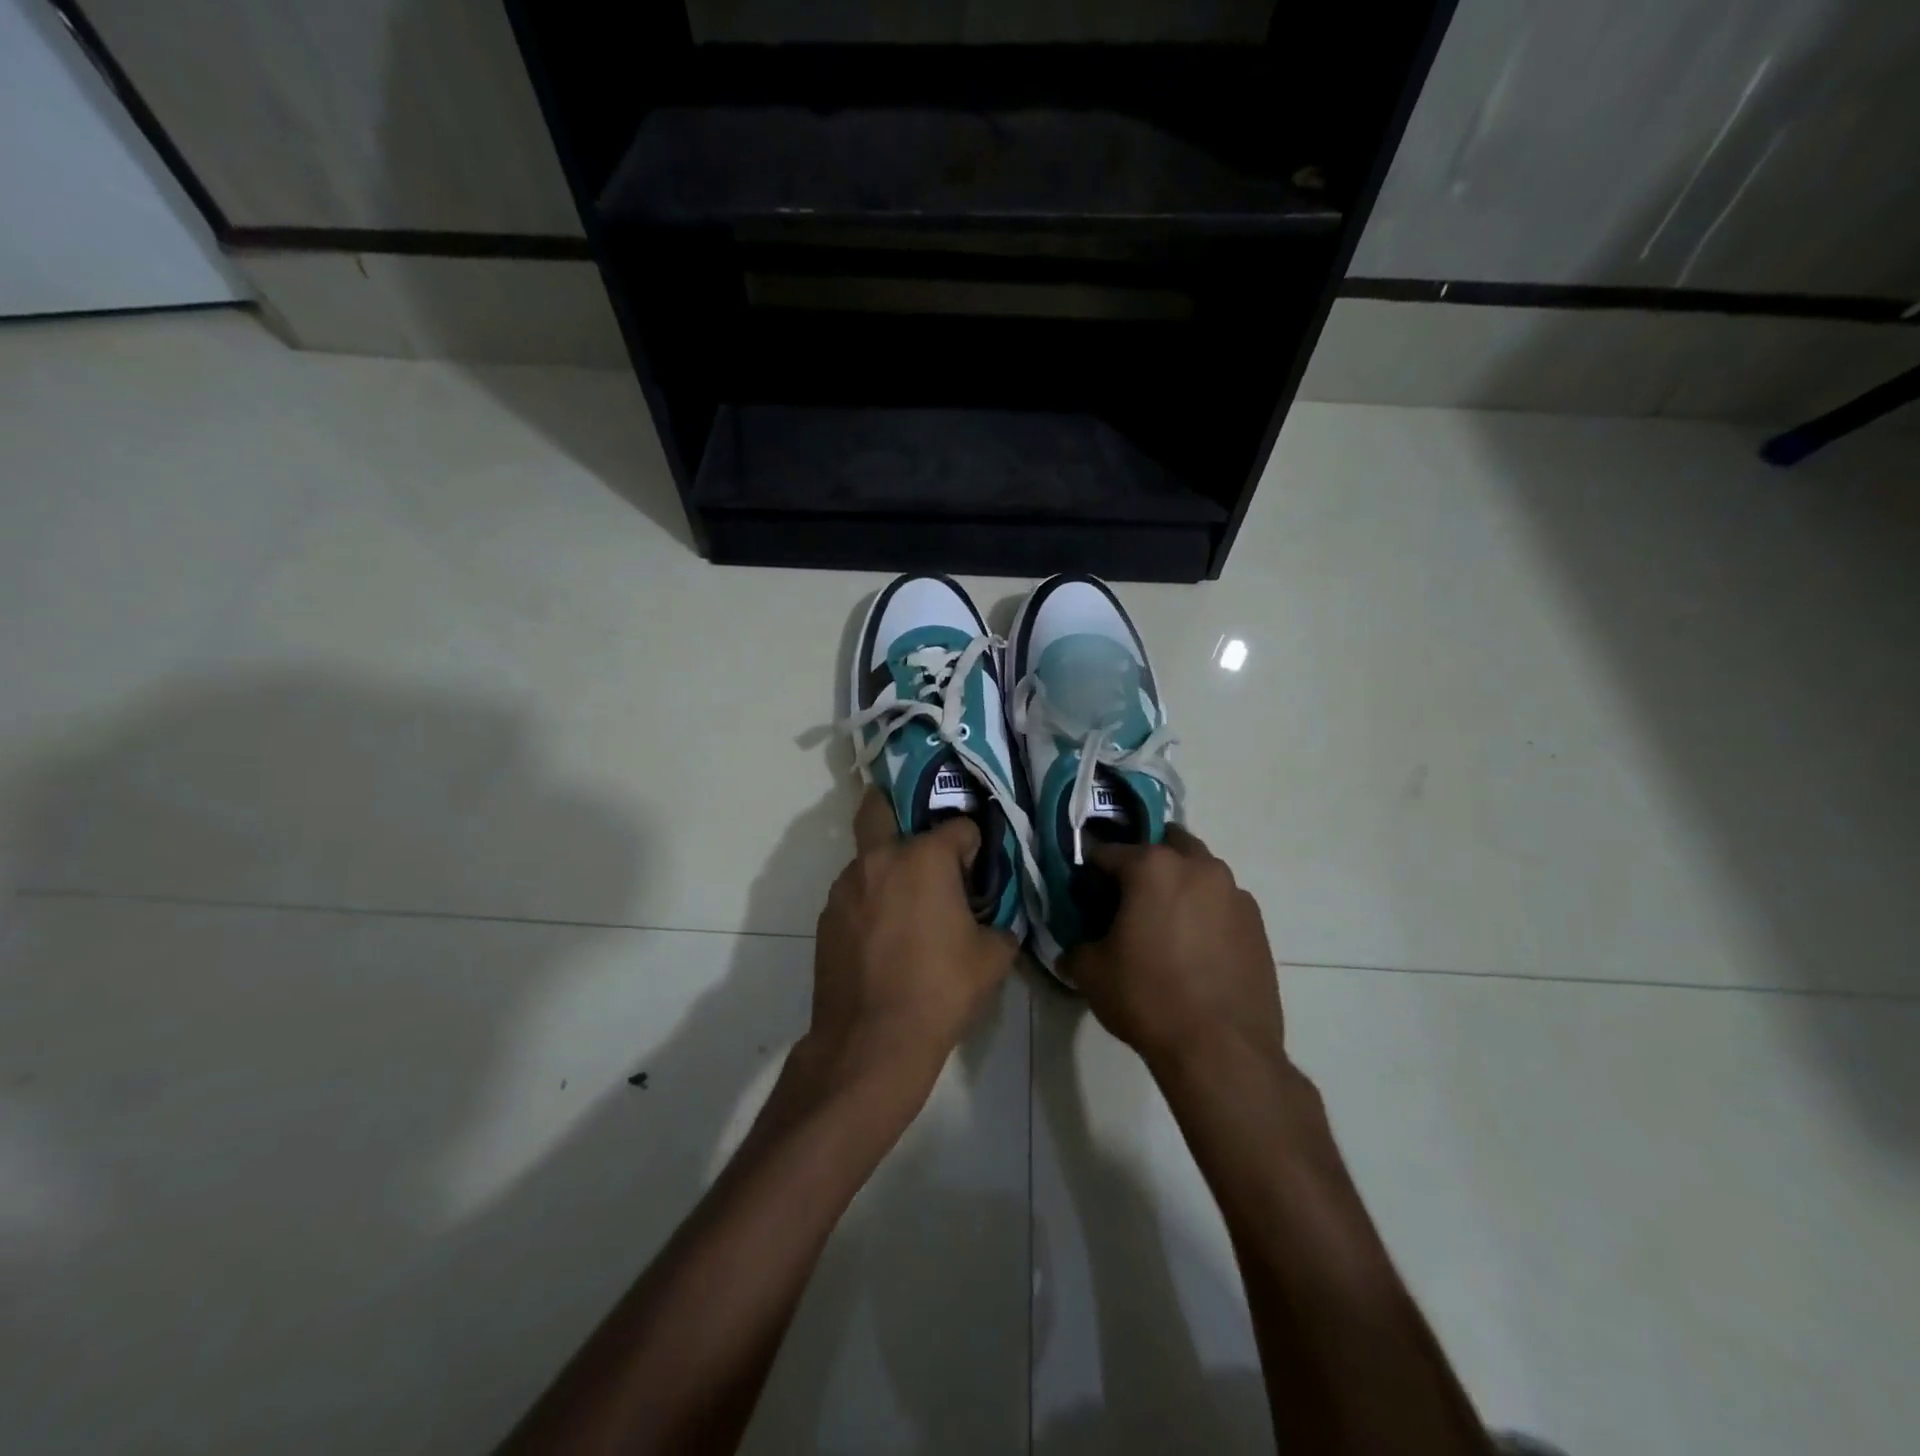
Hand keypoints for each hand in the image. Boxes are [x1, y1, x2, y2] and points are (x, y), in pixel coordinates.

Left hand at [805, 789, 1019, 1100]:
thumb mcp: (992, 958)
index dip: (974, 846)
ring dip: (886, 866)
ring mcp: (846, 887)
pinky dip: (869, 900)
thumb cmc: (941, 990)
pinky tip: (883, 936)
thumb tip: (995, 922)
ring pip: (866, 857)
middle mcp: (880, 859)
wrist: (873, 1040)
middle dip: (896, 804)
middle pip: (879, 807)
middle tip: (917, 832)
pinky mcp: (826, 917)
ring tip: (906, 904)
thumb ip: (999, 926)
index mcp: (925, 858)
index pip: (959, 827)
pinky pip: (853, 893)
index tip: (978, 871)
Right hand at [1061, 826, 1286, 1073]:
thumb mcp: (1092, 973)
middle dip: (1146, 861)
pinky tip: (1196, 948)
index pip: (1108, 852)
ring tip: (1166, 924)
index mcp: (1152, 867)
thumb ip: (1077, 947)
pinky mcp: (1257, 924)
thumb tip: (1074, 949)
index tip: (1085, 892)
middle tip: (1130, 897)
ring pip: (1200, 870)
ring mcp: (1234, 893)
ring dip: (1180, 883)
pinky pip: (1223, 902)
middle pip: (1166, 844)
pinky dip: (1206, 911)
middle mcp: (1198, 867)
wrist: (1222, 1049)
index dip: (1091, 871)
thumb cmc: (1148, 998)